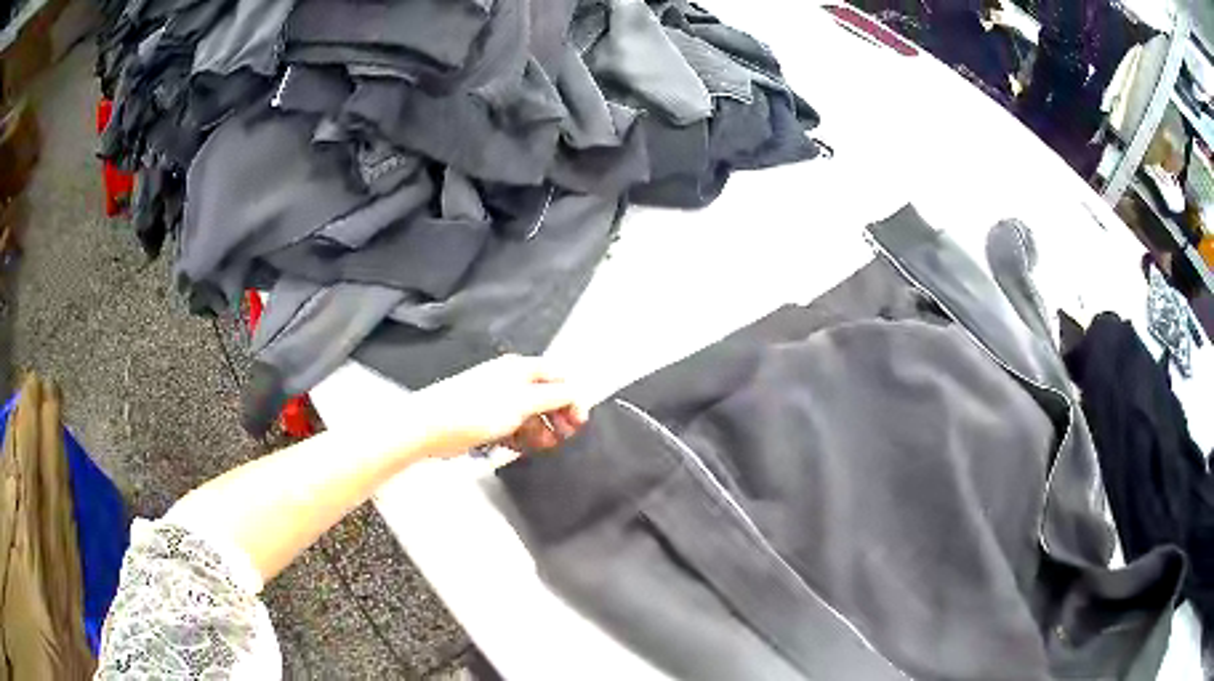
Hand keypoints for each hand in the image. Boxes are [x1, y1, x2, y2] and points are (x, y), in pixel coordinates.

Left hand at [413, 355, 589, 457]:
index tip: (578, 422)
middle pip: (544, 396)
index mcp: (520, 369)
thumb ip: (554, 397)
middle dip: (556, 416)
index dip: (572, 397)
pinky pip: (510, 425)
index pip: (557, 376)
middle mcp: (509, 380)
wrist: (432, 425)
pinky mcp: (484, 417)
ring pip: (528, 413)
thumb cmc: (476, 410)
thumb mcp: (523, 402)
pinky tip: (518, 448)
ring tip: (542, 447)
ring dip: (539, 430)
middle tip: (565, 437)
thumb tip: (577, 393)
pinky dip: (519, 436)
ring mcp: (495, 399)